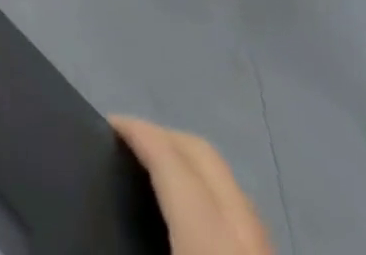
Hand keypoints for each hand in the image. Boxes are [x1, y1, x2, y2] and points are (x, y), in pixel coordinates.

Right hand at [111, 117, 272, 254]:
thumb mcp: (149, 254)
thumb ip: (134, 228)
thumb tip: (96, 206)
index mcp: (209, 232)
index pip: (169, 154)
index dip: (135, 129)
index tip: (107, 124)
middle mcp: (244, 229)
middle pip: (204, 154)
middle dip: (163, 135)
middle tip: (128, 142)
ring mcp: (268, 247)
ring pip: (229, 182)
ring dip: (190, 164)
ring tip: (157, 174)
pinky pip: (241, 212)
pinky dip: (213, 196)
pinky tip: (194, 215)